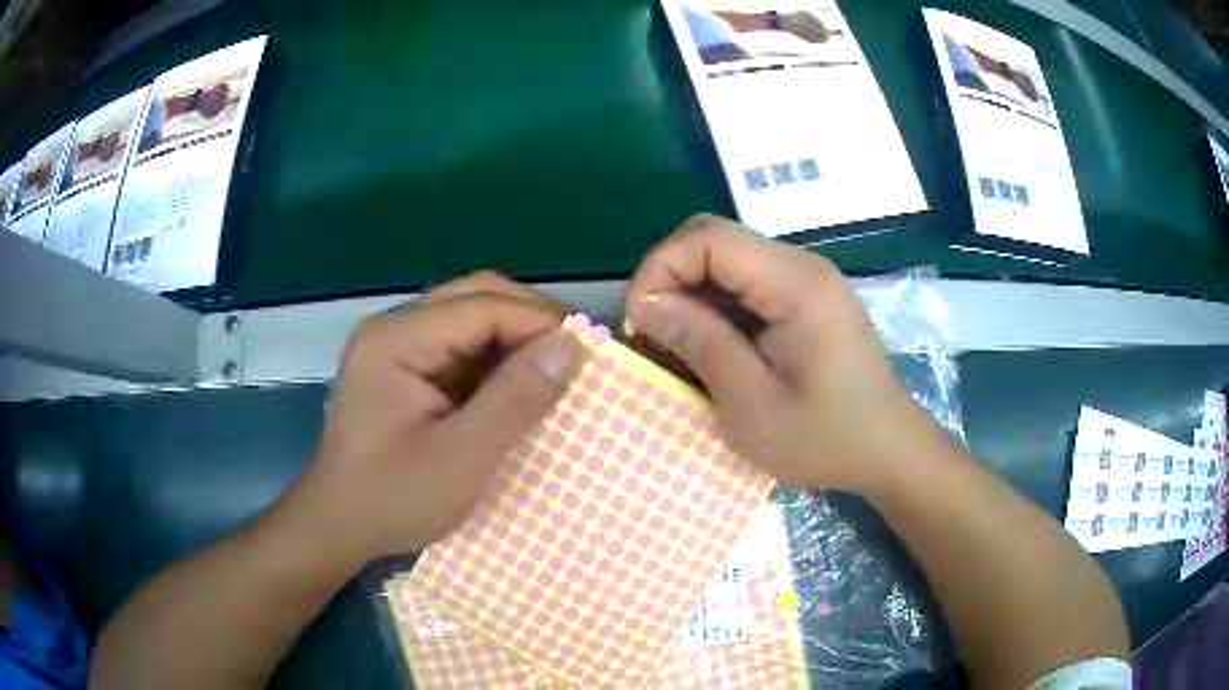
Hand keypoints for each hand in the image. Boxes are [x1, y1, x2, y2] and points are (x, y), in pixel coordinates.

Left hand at [290, 273, 585, 560]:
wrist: (340, 525)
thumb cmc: (394, 499)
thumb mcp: (462, 459)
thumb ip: (516, 400)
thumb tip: (572, 345)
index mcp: (395, 339)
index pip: (482, 306)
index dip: (540, 322)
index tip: (590, 355)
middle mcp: (394, 327)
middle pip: (476, 296)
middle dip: (531, 320)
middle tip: (577, 356)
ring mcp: (397, 343)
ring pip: (471, 315)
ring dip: (516, 337)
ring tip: (557, 368)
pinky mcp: (404, 364)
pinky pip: (461, 343)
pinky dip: (497, 358)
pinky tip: (520, 382)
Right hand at [625, 214, 946, 492]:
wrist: (887, 449)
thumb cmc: (825, 437)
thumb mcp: (752, 403)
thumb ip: (700, 343)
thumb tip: (647, 304)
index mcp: (795, 283)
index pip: (707, 237)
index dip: (660, 268)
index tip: (640, 322)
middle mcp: (802, 266)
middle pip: (715, 239)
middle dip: (670, 277)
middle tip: (652, 332)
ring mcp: (806, 280)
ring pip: (727, 259)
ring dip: (691, 293)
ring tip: (676, 344)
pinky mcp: (805, 299)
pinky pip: (747, 283)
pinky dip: (716, 306)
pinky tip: (710, 344)